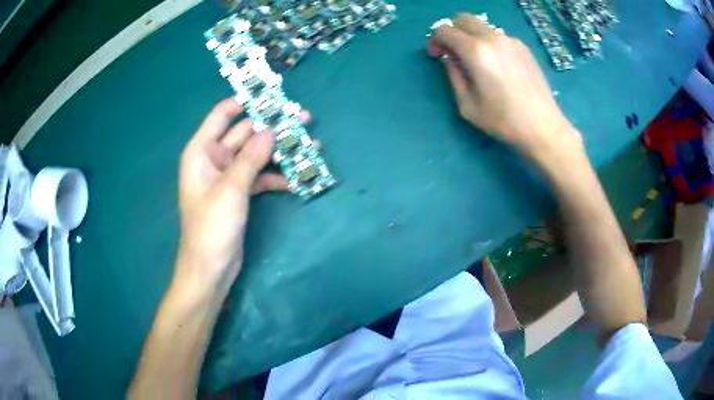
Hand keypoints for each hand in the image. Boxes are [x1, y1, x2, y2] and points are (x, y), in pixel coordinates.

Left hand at [176, 98, 303, 293]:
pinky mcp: (240, 194)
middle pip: (245, 133)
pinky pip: (260, 177)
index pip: (222, 115)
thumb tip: (271, 130)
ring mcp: (228, 177)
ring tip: (310, 145)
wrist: (210, 269)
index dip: (244, 101)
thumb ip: (251, 157)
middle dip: (272, 127)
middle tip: (304, 118)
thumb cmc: (211, 227)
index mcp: (202, 151)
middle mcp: (214, 159)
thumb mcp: (231, 188)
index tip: (271, 94)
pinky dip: (277, 176)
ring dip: (280, 151)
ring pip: (256, 155)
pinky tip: (298, 178)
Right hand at [428, 13, 581, 160]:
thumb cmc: (503, 121)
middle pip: (463, 18)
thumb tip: (449, 58)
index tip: (436, 55)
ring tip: (477, 60)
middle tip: (454, 51)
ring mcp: (510, 40)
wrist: (543, 127)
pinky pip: (498, 35)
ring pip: (482, 26)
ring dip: (472, 37)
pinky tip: (497, 64)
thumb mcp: (468, 106)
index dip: (434, 40)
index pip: (444, 30)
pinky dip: (489, 42)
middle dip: (452, 31)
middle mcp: (493, 38)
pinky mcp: (523, 47)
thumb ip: (453, 76)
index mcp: (476, 52)